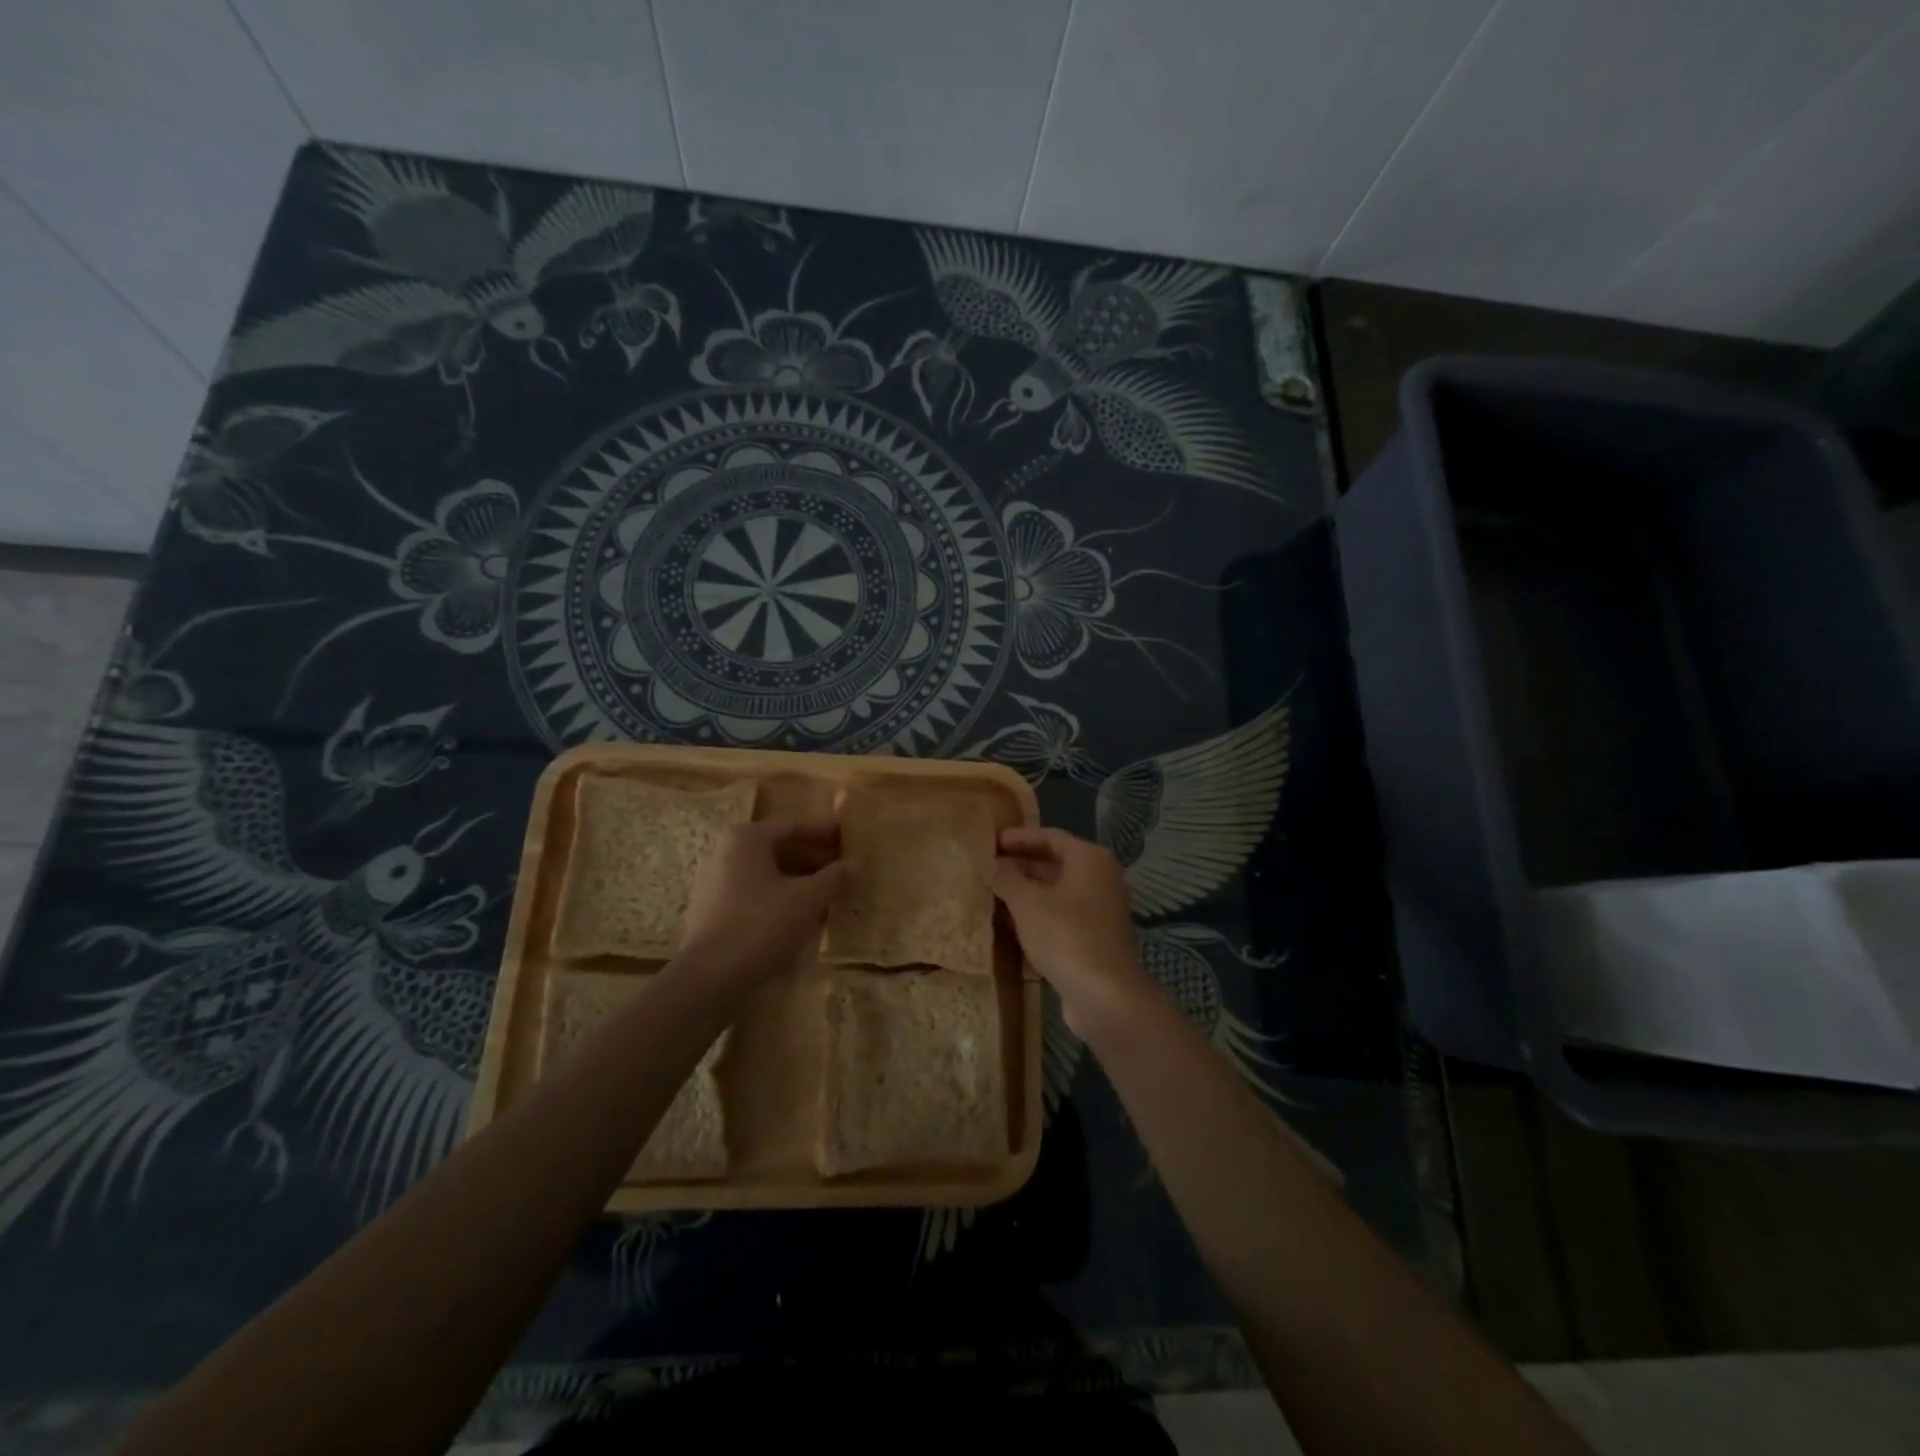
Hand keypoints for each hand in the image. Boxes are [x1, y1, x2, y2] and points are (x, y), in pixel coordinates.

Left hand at [678, 815, 845, 988]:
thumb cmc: (760, 926)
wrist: (709, 978)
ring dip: (799, 878)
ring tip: (828, 892)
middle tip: (843, 867)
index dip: (824, 831)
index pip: (793, 824)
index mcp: (747, 839)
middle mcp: (726, 852)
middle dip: (813, 856)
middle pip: (778, 846)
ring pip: (767, 871)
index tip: (849, 837)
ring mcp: (715, 881)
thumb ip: (833, 877)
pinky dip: (780, 895)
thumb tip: (851, 866)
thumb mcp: (807, 899)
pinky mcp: (712, 910)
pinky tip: (801, 914)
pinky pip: (754, 892)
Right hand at [992, 827, 1153, 1036]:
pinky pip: (1062, 914)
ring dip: (1028, 891)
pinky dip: (1038, 913)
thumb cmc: (1065, 935)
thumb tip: (993, 864)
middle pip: (1056, 862)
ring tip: (993, 893)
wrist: (1104, 995)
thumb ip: (1007, 878)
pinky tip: (1012, 922)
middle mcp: (1101, 878)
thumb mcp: (1027, 902)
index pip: (1050, 837)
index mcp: (1090, 859)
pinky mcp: (1096, 936)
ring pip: (1058, 890)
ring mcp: (1101, 909)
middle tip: (988, 868)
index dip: (1018, 838)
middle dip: (1021, 864)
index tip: (990, 842)